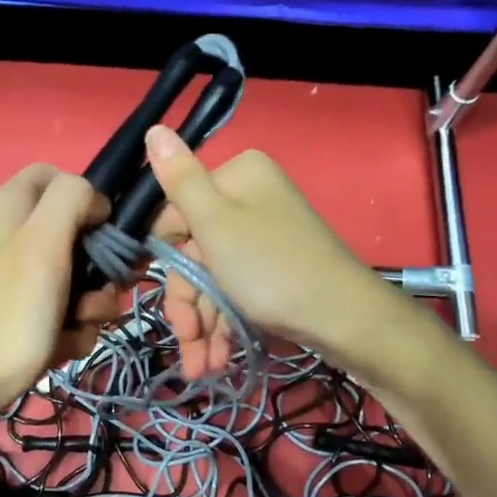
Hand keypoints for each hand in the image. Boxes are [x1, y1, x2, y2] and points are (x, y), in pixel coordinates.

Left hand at [0, 163, 119, 421]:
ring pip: (78, 277)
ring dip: (90, 305)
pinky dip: (70, 328)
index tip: (104, 234)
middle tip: (97, 293)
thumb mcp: (43, 241)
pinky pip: (63, 309)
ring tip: (75, 326)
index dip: (90, 201)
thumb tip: (95, 200)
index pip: (60, 177)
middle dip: (99, 268)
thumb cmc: (10, 310)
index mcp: (10, 204)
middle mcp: (12, 233)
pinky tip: (60, 345)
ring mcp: (17, 276)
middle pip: (78, 233)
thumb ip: (72, 199)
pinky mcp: (21, 311)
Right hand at [146, 125, 387, 375]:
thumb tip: (153, 128)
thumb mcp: (215, 222)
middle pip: (194, 254)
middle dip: (187, 306)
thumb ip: (179, 179)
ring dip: (202, 327)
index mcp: (236, 178)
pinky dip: (224, 327)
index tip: (162, 295)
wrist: (343, 319)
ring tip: (202, 369)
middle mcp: (250, 202)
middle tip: (187, 342)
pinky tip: (218, 360)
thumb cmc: (270, 267)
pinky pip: (234, 295)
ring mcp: (263, 240)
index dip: (167, 259)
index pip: (175, 214)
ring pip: (212, 282)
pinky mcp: (273, 272)